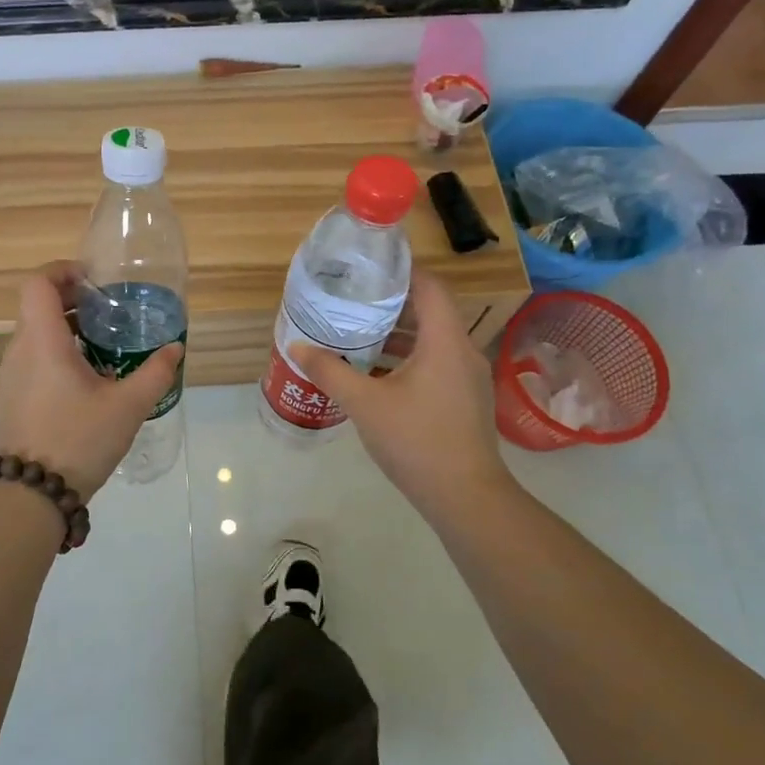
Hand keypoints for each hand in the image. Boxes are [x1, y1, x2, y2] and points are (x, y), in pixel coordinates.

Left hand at [0, 262, 183, 501]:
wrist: (31, 495)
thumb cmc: (79, 440)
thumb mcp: (128, 407)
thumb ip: (155, 373)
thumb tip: (175, 348)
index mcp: (42, 341)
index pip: (37, 283)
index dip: (63, 271)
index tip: (94, 282)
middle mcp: (18, 350)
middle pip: (37, 306)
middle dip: (72, 301)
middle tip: (108, 314)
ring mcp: (9, 375)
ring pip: (33, 333)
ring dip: (64, 329)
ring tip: (101, 348)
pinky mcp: (9, 397)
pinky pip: (30, 359)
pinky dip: (54, 353)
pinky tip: (83, 382)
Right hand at [292, 271, 514, 520]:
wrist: (465, 497)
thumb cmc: (417, 441)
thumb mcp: (364, 403)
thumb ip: (330, 370)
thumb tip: (297, 346)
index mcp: (445, 341)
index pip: (430, 285)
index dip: (401, 270)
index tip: (367, 267)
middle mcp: (462, 350)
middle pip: (429, 309)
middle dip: (391, 302)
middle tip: (352, 298)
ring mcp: (467, 376)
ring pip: (432, 338)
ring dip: (398, 332)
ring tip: (357, 330)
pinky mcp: (465, 398)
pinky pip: (435, 361)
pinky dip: (408, 356)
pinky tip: (376, 371)